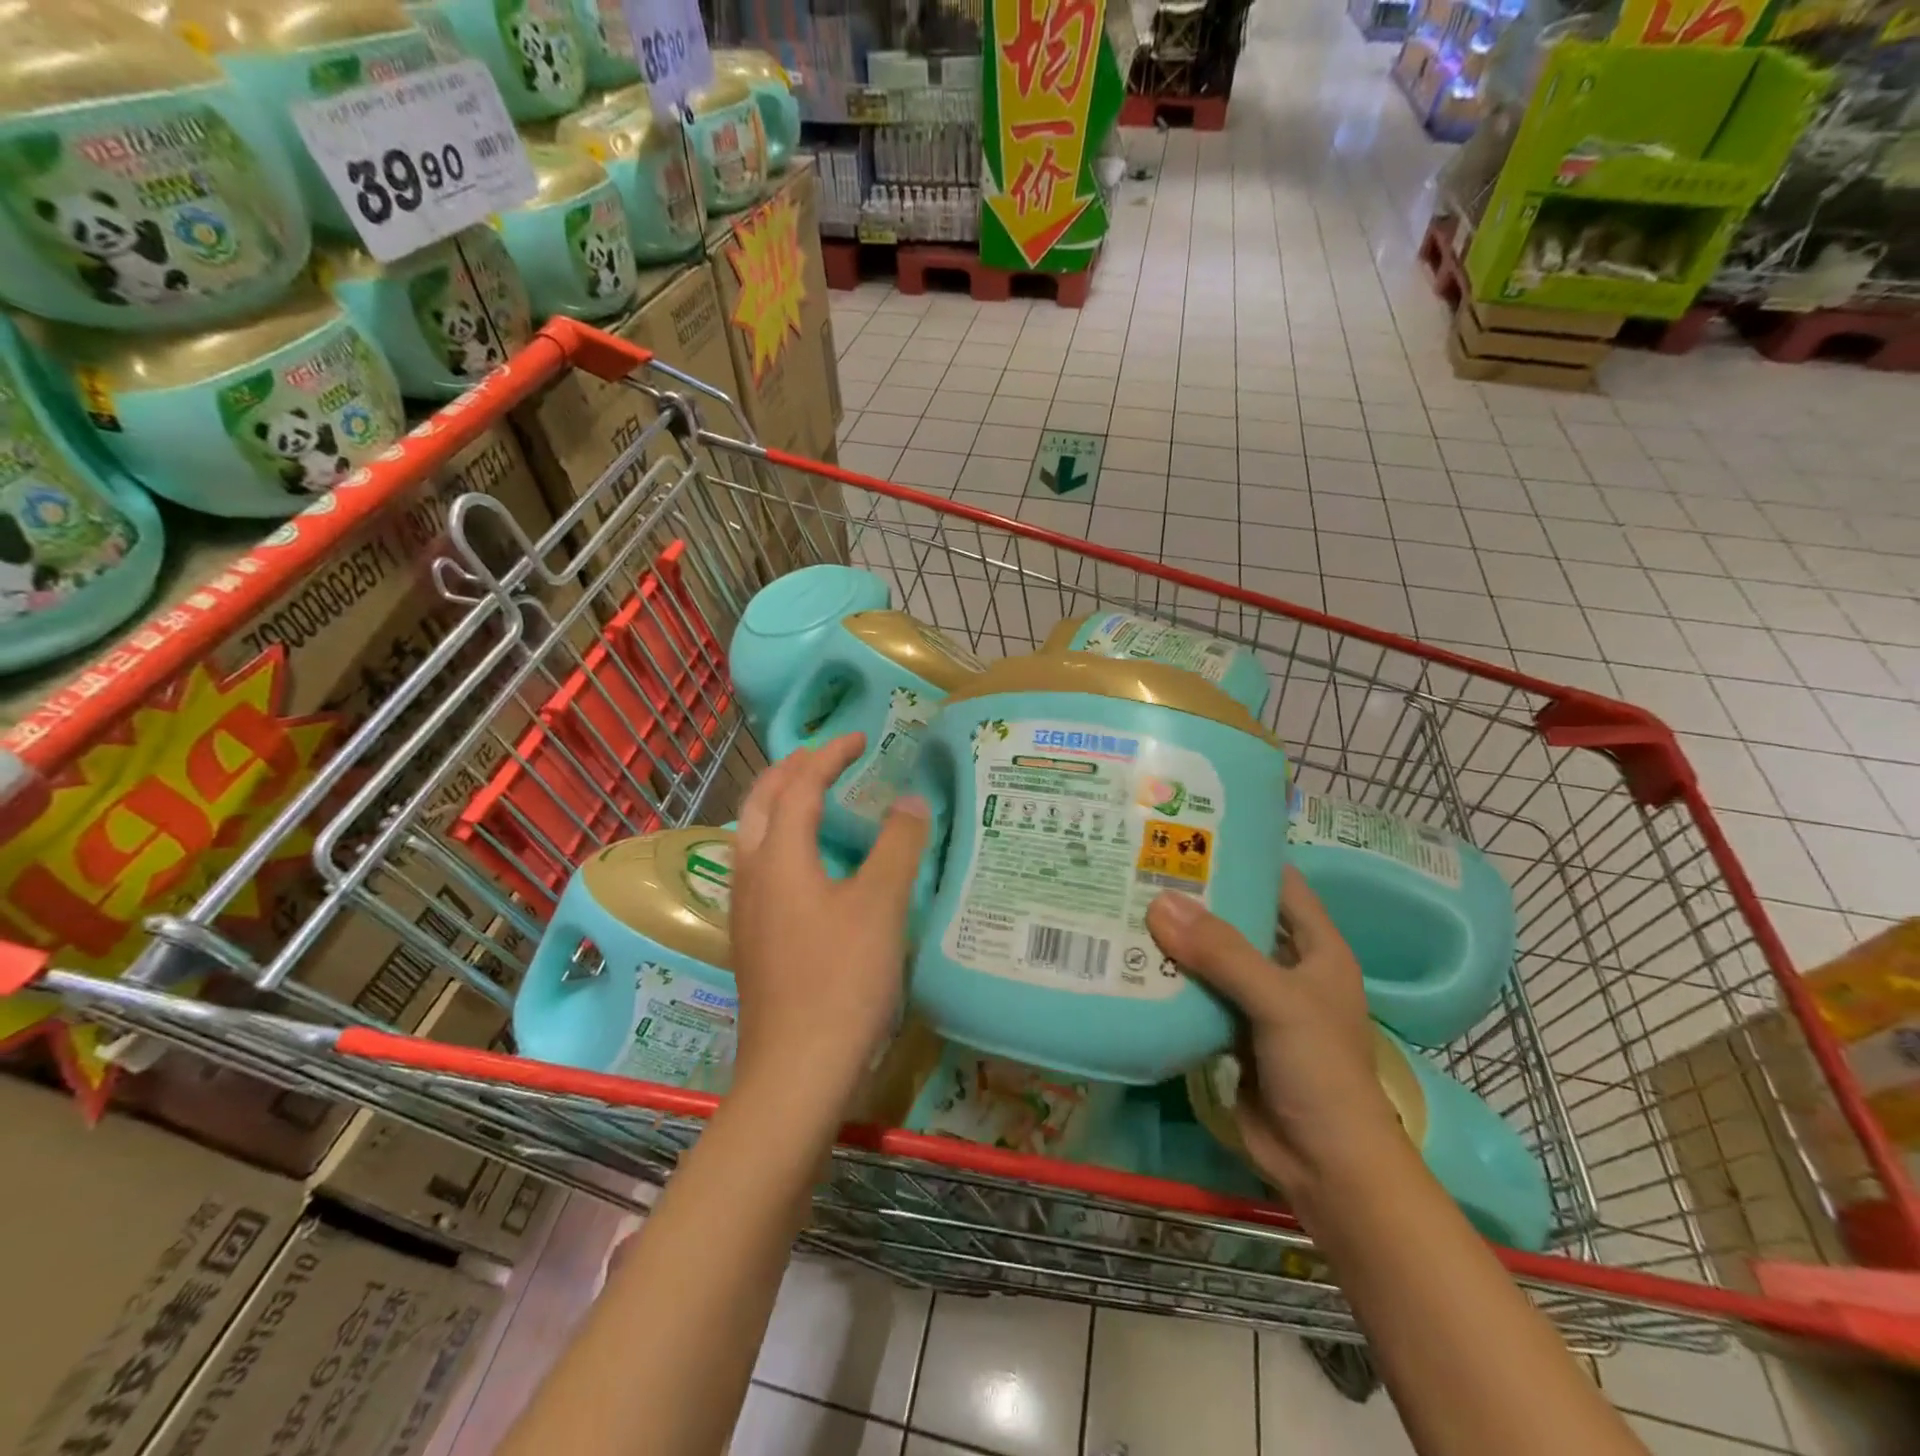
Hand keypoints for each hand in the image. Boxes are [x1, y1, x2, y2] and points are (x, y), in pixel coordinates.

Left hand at [729, 734, 930, 1111]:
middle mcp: (751, 873)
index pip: (798, 785)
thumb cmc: (842, 981)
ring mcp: (745, 909)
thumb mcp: (881, 906)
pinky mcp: (752, 938)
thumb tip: (909, 798)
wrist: (796, 1070)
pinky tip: (805, 861)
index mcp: (779, 856)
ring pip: (751, 833)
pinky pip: (758, 864)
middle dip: (791, 769)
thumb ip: (897, 845)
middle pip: (759, 801)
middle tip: (827, 755)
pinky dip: (780, 838)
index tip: (860, 737)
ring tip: (814, 795)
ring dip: (780, 802)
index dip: (828, 754)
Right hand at [1146, 869, 1403, 1199]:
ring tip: (1126, 905)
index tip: (1193, 834)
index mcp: (1316, 949)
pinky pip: (1197, 996)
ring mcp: (1258, 1004)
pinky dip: (1170, 982)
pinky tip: (1132, 963)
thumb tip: (1159, 903)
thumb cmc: (1320, 1073)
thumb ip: (1222, 953)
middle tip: (1142, 867)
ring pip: (1213, 959)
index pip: (1281, 885)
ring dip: (1177, 941)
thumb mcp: (1279, 1002)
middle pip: (1238, 920)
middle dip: (1196, 899)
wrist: (1326, 1168)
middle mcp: (1287, 969)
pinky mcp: (1232, 1035)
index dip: (1244, 859)